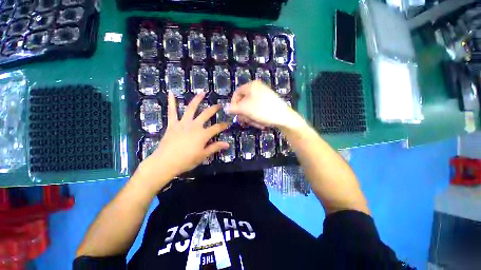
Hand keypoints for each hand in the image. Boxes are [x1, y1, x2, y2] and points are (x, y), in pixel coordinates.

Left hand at [140, 92, 228, 179]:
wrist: (166, 162)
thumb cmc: (186, 160)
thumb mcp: (203, 155)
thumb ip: (215, 147)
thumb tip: (227, 144)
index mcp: (203, 134)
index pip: (217, 127)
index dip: (223, 125)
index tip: (228, 123)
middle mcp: (195, 125)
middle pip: (206, 114)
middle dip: (214, 109)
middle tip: (219, 105)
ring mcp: (183, 123)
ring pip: (191, 108)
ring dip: (197, 100)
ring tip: (202, 93)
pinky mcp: (173, 124)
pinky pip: (172, 112)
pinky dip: (171, 102)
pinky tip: (171, 93)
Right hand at [228, 80, 303, 129]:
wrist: (284, 117)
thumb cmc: (263, 111)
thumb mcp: (245, 109)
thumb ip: (234, 108)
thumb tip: (226, 108)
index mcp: (251, 86)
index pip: (236, 94)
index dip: (233, 104)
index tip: (234, 114)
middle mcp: (257, 89)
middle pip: (243, 102)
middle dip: (244, 114)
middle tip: (246, 121)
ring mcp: (263, 96)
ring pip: (250, 108)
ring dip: (251, 117)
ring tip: (256, 122)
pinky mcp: (268, 103)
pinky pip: (257, 110)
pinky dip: (257, 117)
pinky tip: (261, 122)